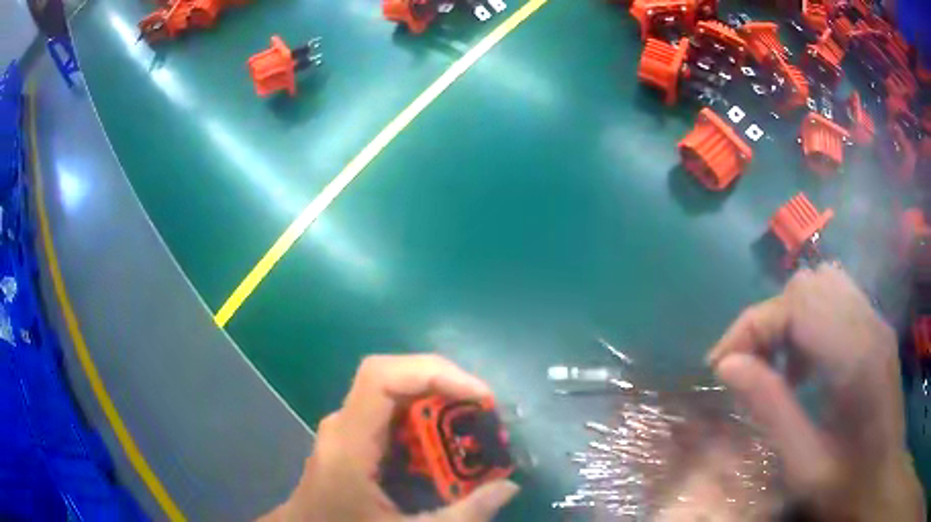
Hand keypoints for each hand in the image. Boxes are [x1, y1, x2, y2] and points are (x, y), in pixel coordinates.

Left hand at [260, 355, 518, 521]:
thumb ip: (461, 517)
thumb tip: (508, 488)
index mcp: (349, 444)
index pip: (381, 377)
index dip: (433, 373)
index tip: (480, 397)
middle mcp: (344, 424)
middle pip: (393, 378)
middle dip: (446, 387)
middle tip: (487, 415)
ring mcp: (347, 429)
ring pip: (396, 393)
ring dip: (439, 402)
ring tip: (476, 428)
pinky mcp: (354, 438)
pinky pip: (393, 414)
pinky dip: (427, 420)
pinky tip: (447, 446)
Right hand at [707, 264, 924, 520]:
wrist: (882, 480)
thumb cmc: (846, 486)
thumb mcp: (804, 464)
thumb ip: (771, 410)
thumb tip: (728, 366)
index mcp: (856, 359)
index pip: (796, 305)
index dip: (752, 326)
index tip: (722, 366)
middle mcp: (869, 325)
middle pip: (807, 285)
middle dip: (768, 320)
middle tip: (748, 368)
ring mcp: (876, 322)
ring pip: (822, 283)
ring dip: (790, 316)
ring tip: (779, 365)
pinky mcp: (876, 328)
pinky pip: (836, 299)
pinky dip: (810, 319)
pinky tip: (806, 364)